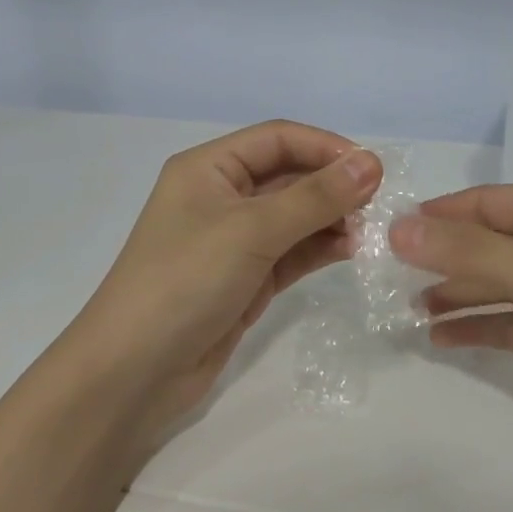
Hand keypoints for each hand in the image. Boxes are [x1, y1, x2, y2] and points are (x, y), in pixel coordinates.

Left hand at [64, 121, 382, 434]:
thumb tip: (371, 163)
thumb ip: (314, 197)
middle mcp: (222, 196)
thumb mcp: (251, 230)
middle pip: (289, 175)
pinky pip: (293, 251)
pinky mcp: (247, 278)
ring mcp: (235, 240)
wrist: (134, 372)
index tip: (373, 169)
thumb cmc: (184, 281)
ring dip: (332, 218)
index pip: (278, 139)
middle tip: (379, 204)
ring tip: (370, 232)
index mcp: (209, 168)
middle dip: (333, 185)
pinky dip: (321, 247)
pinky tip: (352, 250)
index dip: (326, 147)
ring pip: (295, 215)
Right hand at [390, 185, 512, 472]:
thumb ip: (471, 251)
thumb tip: (398, 227)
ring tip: (404, 309)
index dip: (433, 215)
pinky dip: (476, 326)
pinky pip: (509, 323)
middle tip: (383, 278)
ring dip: (452, 292)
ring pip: (494, 284)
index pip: (482, 203)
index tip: (382, 236)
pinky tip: (439, 338)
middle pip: (484, 242)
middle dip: (437, 256)